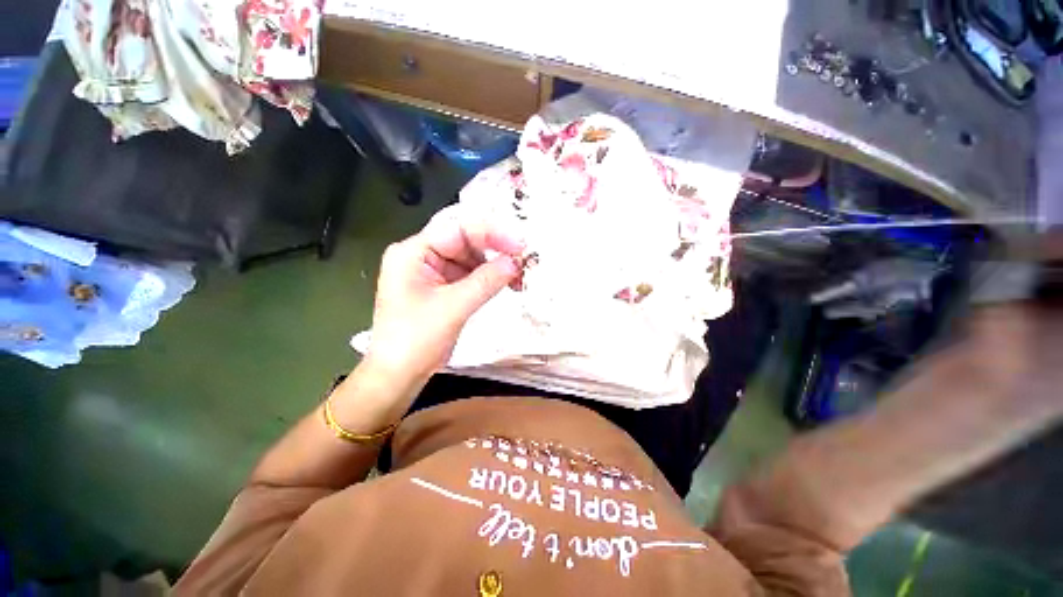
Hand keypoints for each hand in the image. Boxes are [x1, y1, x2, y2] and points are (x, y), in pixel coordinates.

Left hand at [365, 205, 524, 386]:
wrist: (398, 376)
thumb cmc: (415, 341)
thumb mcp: (453, 307)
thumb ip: (486, 281)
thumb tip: (516, 261)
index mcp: (413, 252)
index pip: (457, 229)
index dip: (492, 233)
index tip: (519, 244)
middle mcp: (423, 257)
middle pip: (466, 242)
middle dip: (496, 251)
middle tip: (524, 261)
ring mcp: (434, 273)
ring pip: (472, 259)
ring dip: (496, 267)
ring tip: (519, 277)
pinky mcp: (443, 289)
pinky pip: (471, 276)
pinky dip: (490, 279)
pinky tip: (507, 284)